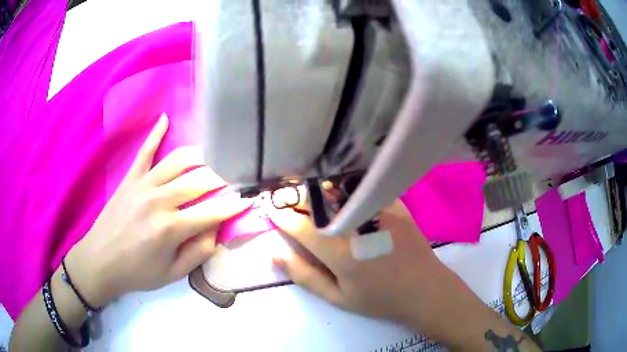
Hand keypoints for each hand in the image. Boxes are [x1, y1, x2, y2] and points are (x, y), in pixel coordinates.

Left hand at [65, 114, 251, 306]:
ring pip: (178, 160)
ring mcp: (143, 185)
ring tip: (214, 156)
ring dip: (200, 156)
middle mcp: (159, 200)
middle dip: (222, 178)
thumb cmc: (138, 272)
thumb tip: (217, 230)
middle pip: (199, 180)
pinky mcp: (130, 178)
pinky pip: (145, 151)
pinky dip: (156, 134)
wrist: (100, 261)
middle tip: (234, 178)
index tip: (249, 199)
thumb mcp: (172, 274)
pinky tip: (165, 118)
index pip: (212, 211)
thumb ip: (198, 252)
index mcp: (171, 228)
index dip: (234, 205)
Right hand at [268, 195, 449, 326]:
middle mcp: (359, 226)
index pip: (303, 227)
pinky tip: (341, 191)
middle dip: (298, 197)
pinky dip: (347, 186)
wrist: (425, 290)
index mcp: (342, 253)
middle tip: (287, 197)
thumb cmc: (380, 299)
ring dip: (320, 188)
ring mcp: (381, 211)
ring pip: (340, 190)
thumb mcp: (338, 298)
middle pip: (320, 202)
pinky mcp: (396, 205)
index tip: (270, 207)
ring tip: (310, 192)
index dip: (283, 216)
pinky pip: (365, 188)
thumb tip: (275, 254)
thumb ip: (305, 276)